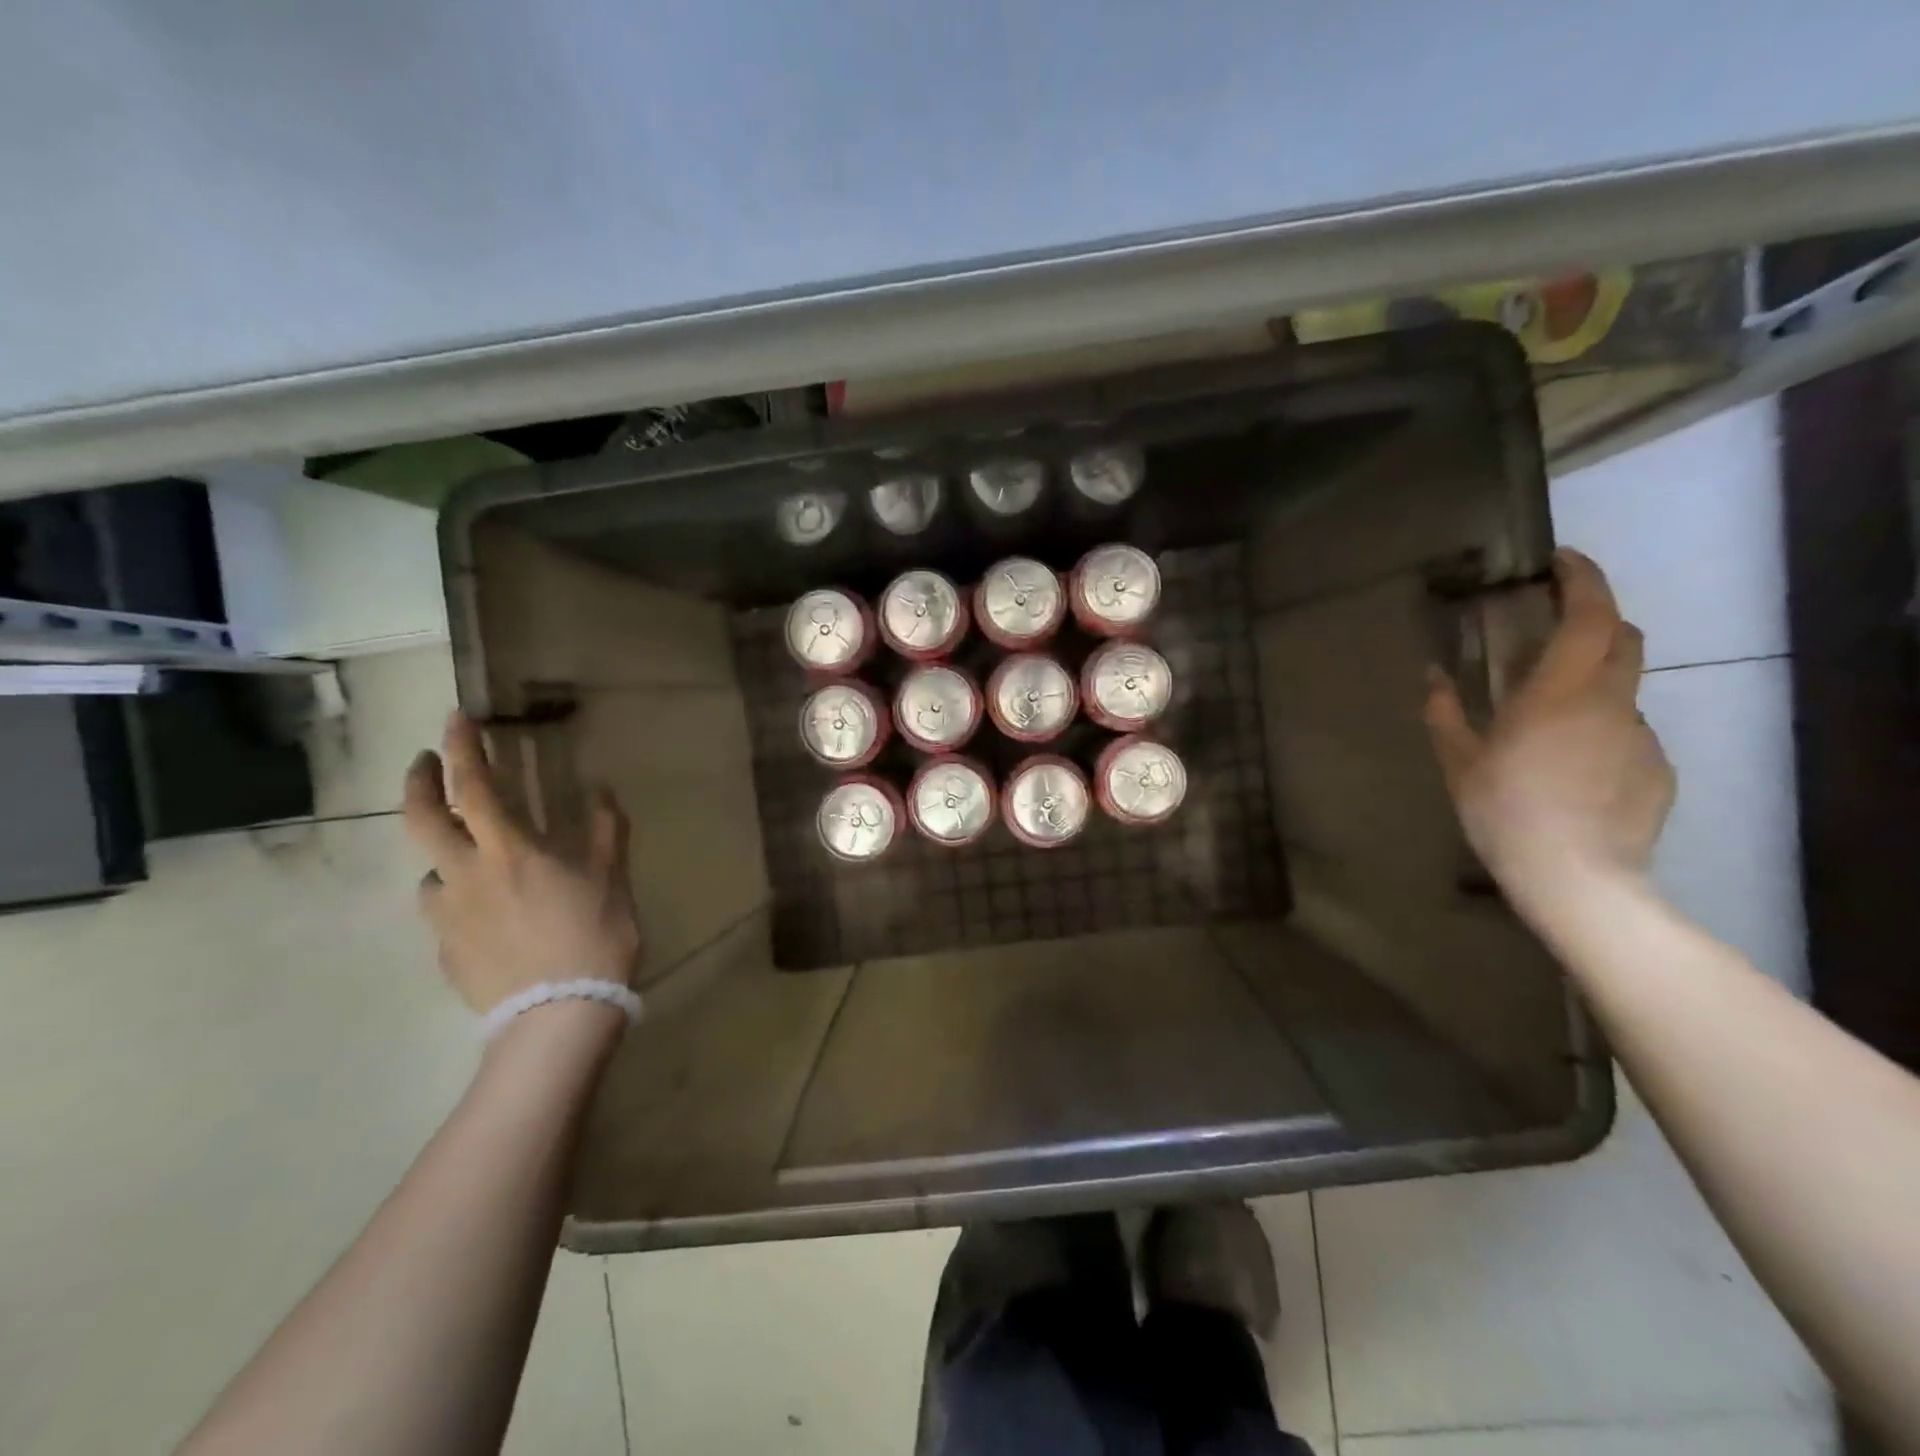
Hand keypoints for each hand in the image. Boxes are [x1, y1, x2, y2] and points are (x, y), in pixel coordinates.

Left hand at [403, 713, 640, 1013]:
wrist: (557, 1016)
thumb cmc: (592, 937)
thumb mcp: (612, 880)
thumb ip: (604, 832)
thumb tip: (601, 793)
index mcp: (509, 851)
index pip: (474, 786)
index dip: (463, 747)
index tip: (456, 718)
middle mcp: (465, 875)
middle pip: (422, 820)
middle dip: (420, 783)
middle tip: (427, 763)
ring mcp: (448, 917)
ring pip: (430, 872)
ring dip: (443, 854)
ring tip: (469, 860)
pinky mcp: (445, 953)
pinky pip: (444, 914)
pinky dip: (457, 901)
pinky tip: (485, 918)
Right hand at [1424, 548, 1674, 892]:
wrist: (1575, 878)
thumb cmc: (1504, 811)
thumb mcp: (1458, 762)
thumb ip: (1444, 713)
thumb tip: (1433, 676)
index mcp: (1559, 693)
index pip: (1591, 616)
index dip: (1583, 579)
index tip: (1561, 560)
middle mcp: (1610, 702)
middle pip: (1623, 638)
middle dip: (1596, 618)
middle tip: (1554, 628)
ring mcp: (1640, 736)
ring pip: (1621, 689)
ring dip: (1590, 684)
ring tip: (1548, 722)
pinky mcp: (1657, 768)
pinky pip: (1627, 733)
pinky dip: (1600, 730)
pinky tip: (1571, 768)